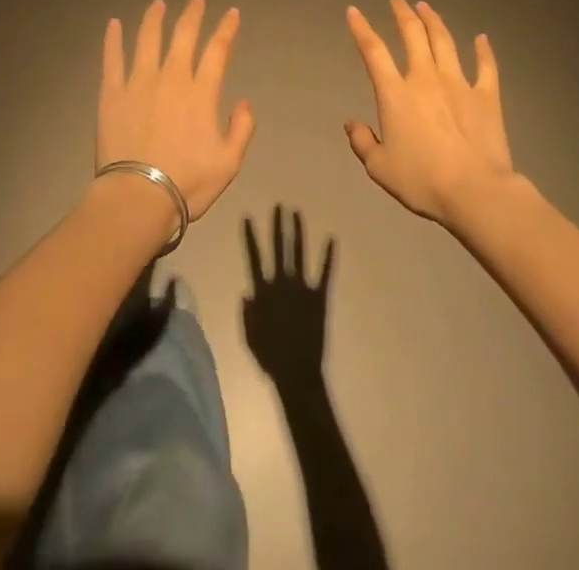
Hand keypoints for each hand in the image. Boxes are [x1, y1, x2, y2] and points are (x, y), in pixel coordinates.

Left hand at [98, 0, 254, 220]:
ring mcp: (139, 82)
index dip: (226, 29)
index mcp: (200, 93)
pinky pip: (112, 58)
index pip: (217, 50)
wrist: (138, 198)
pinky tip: (113, 24)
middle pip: (183, 35)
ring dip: (154, 18)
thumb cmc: (187, 183)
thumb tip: (244, 102)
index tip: (232, 13)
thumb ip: (242, 129)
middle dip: (192, 14)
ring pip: (147, 39)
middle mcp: (171, 78)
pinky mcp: (112, 93)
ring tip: (158, 4)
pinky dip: (113, 39)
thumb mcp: (229, 163)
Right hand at [243, 207, 332, 384]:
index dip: (251, 237)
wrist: (297, 372)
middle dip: (278, 225)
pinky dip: (328, 256)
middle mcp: (282, 283)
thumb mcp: (249, 336)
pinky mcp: (319, 296)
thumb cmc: (270, 357)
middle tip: (279, 205)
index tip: (248, 217)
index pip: (254, 257)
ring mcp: (302, 287)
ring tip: (296, 213)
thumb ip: (247, 313)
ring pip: (299, 253)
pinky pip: (325, 273)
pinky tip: (332, 239)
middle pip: (279, 248)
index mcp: (264, 291)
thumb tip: (246, 293)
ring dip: (297, 232)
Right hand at [344, 0, 514, 225]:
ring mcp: (458, 83)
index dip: (361, 29)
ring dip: (433, 21)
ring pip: (444, 42)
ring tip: (426, 7)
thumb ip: (363, 143)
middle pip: (412, 35)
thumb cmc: (422, 181)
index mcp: (395, 94)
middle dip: (402, 13)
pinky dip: (483, 50)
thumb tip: (351, 124)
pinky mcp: (486, 96)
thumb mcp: (380, 168)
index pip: (373, 51)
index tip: (354, 11)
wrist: (474, 191)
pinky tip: (482, 38)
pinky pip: (486, 66)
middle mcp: (425, 78)